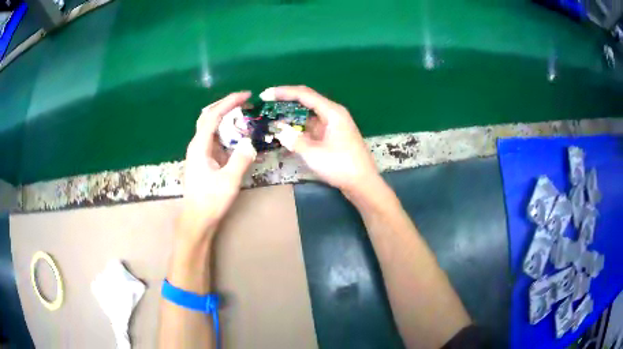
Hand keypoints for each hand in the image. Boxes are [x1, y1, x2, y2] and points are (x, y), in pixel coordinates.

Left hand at [180, 92, 256, 242]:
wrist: (197, 219)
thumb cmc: (210, 201)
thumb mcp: (229, 181)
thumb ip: (241, 160)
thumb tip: (250, 142)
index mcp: (199, 147)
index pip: (213, 116)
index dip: (229, 103)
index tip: (246, 96)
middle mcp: (197, 145)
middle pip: (208, 116)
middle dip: (225, 105)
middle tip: (244, 101)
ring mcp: (199, 152)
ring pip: (210, 126)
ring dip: (226, 117)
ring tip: (243, 114)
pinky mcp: (204, 159)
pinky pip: (215, 138)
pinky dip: (226, 131)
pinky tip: (237, 134)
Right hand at [261, 86, 378, 193]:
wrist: (363, 184)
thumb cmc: (341, 166)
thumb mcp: (314, 153)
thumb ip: (294, 140)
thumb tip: (279, 130)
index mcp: (332, 112)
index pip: (304, 94)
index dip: (283, 92)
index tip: (265, 94)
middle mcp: (333, 114)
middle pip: (306, 102)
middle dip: (285, 102)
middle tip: (266, 105)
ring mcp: (333, 126)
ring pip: (308, 115)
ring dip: (291, 117)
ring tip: (271, 118)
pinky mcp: (332, 136)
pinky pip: (312, 127)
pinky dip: (298, 129)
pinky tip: (285, 133)